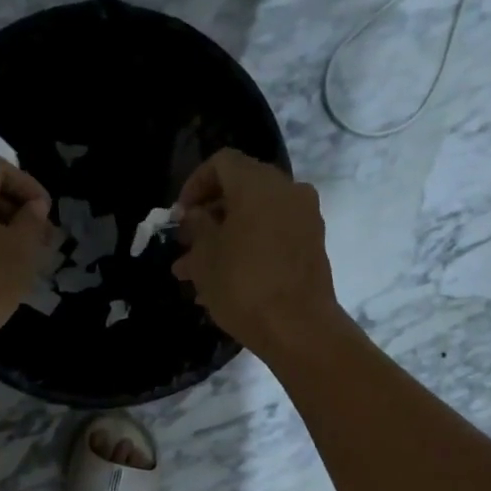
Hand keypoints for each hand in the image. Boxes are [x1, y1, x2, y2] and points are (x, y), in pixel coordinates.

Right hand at [171, 149, 342, 354]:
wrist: (298, 327)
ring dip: (225, 238)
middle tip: (186, 245)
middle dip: (209, 216)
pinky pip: (272, 236)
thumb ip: (197, 227)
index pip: (221, 163)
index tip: (179, 216)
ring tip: (196, 272)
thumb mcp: (205, 256)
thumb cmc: (243, 285)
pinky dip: (248, 248)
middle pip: (241, 190)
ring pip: (255, 218)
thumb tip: (196, 215)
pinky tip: (224, 282)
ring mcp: (304, 219)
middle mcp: (287, 191)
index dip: (195, 185)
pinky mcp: (311, 246)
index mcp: (258, 184)